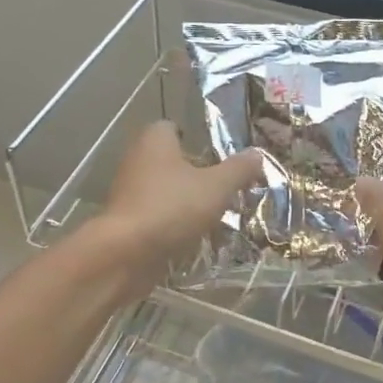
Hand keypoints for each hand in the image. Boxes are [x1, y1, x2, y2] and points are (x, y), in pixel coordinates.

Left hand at [93, 121, 263, 294]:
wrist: (125, 254)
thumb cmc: (171, 207)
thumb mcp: (217, 187)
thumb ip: (238, 169)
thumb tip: (257, 154)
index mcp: (155, 141)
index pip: (174, 128)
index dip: (197, 139)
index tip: (219, 157)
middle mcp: (137, 160)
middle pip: (171, 161)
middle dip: (196, 174)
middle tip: (224, 188)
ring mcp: (128, 192)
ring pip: (164, 191)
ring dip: (186, 201)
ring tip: (215, 216)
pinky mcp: (125, 222)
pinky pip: (156, 216)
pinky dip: (173, 224)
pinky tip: (194, 237)